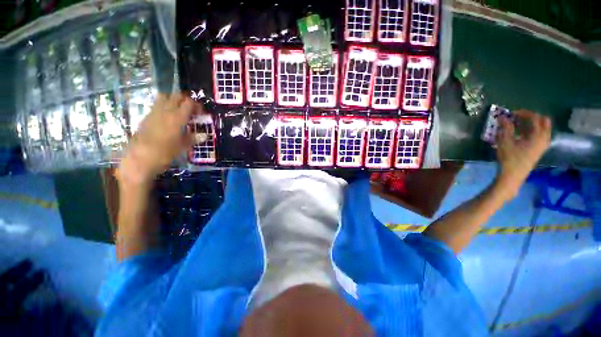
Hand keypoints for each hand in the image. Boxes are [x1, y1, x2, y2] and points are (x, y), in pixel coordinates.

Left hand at [117, 93, 199, 185]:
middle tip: (191, 111)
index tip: (200, 114)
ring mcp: (154, 112)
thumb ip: (193, 139)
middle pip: (176, 96)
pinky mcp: (146, 117)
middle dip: (186, 100)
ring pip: (164, 97)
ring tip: (179, 111)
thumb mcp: (182, 147)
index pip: (189, 102)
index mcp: (177, 118)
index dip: (196, 105)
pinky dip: (165, 106)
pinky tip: (168, 119)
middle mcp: (165, 111)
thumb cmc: (164, 153)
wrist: (139, 159)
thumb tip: (204, 135)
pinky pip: (157, 105)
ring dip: (174, 100)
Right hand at [495, 110, 551, 199]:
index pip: (535, 118)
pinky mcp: (539, 149)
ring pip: (543, 128)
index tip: (512, 113)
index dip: (523, 113)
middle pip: (544, 121)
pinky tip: (521, 134)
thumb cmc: (509, 158)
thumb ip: (506, 128)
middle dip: (532, 117)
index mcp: (538, 135)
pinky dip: (532, 131)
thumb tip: (503, 117)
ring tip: (518, 125)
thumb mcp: (505, 141)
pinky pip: (540, 135)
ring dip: (532, 124)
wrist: (513, 175)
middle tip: (518, 117)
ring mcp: (543, 145)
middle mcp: (544, 138)